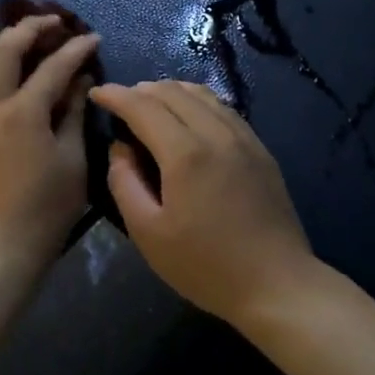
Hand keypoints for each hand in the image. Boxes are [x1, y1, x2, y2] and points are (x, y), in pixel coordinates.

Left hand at [0, 17, 101, 276]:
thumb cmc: (45, 210)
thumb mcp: (72, 161)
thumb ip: (74, 114)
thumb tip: (81, 80)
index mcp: (22, 112)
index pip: (52, 66)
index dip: (75, 48)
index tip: (93, 36)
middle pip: (5, 50)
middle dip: (30, 28)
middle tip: (54, 21)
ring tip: (20, 38)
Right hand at [87, 81, 317, 327]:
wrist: (278, 284)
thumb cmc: (205, 266)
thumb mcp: (148, 233)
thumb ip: (124, 183)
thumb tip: (120, 148)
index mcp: (185, 153)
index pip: (143, 106)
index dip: (116, 95)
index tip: (97, 93)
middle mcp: (216, 133)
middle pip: (173, 92)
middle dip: (140, 90)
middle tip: (120, 102)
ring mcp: (244, 138)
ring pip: (201, 94)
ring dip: (170, 91)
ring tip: (151, 103)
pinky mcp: (260, 149)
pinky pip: (223, 108)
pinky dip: (197, 101)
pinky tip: (189, 116)